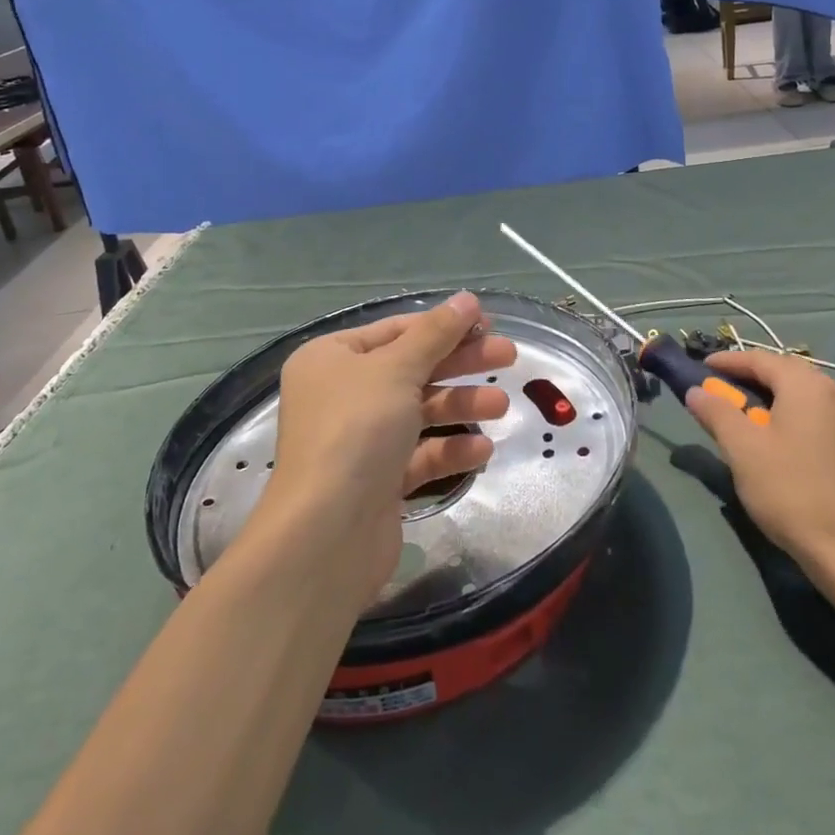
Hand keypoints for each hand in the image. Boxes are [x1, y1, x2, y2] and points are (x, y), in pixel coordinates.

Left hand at [263, 291, 514, 605]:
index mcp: (331, 358)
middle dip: (461, 363)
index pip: (395, 331)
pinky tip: (482, 451)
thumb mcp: (397, 370)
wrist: (326, 536)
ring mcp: (359, 440)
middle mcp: (341, 395)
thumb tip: (468, 299)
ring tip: (502, 407)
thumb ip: (436, 334)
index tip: (487, 322)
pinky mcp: (377, 481)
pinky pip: (419, 454)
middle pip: (412, 368)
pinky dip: (449, 450)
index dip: (442, 325)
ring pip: (419, 411)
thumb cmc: (356, 431)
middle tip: (509, 356)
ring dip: (461, 406)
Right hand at [687, 348, 834, 587]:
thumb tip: (697, 390)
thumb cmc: (793, 492)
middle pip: (787, 373)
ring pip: (806, 396)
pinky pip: (822, 417)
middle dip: (751, 378)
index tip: (702, 368)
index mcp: (808, 386)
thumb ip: (717, 412)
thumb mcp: (742, 449)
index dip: (728, 361)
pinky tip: (783, 443)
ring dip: (775, 399)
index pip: (761, 359)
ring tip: (748, 418)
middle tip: (722, 393)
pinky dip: (796, 418)